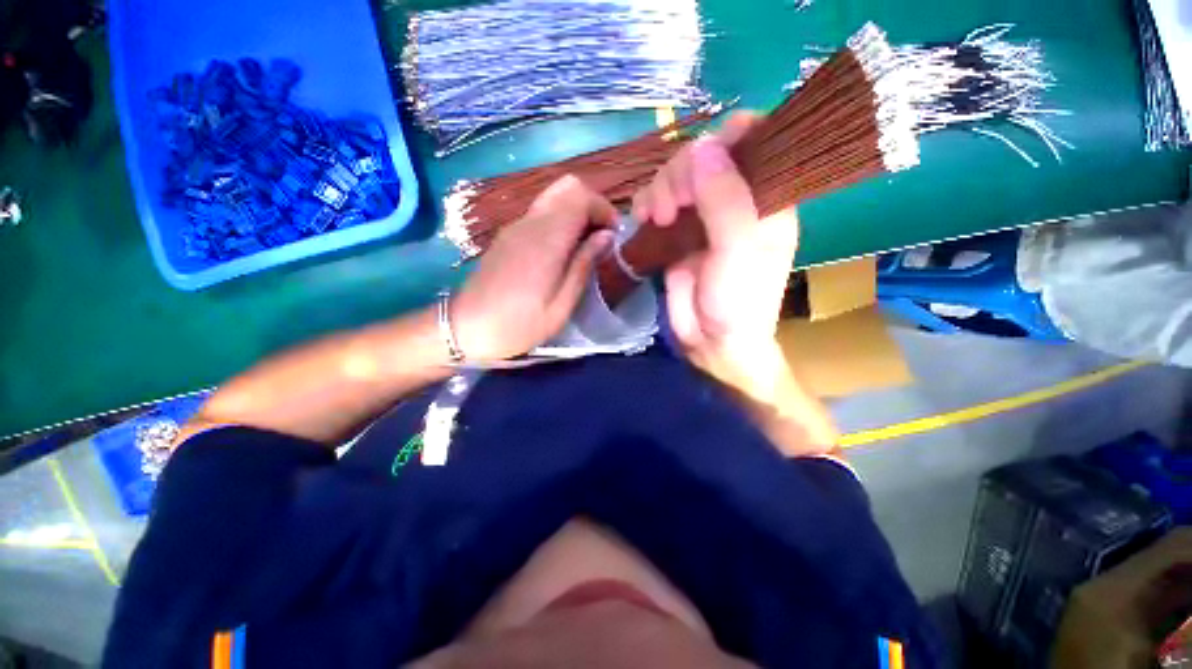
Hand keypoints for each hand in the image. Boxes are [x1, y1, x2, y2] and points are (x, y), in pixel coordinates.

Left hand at [453, 175, 616, 361]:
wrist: (465, 329)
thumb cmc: (518, 325)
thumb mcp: (560, 306)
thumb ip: (583, 266)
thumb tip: (605, 236)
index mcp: (546, 240)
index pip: (580, 196)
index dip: (603, 209)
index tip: (614, 235)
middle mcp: (530, 223)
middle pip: (567, 187)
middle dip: (592, 205)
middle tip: (601, 236)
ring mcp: (515, 227)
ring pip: (554, 198)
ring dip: (576, 213)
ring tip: (585, 246)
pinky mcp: (507, 236)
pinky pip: (540, 214)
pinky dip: (560, 221)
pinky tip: (562, 252)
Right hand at [632, 112, 799, 363]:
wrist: (712, 341)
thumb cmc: (738, 301)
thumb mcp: (738, 251)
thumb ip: (726, 200)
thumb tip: (703, 146)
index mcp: (765, 197)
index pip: (753, 140)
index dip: (727, 137)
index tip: (701, 160)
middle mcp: (734, 199)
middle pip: (704, 154)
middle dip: (681, 173)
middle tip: (672, 208)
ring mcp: (701, 215)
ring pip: (676, 175)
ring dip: (660, 189)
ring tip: (657, 219)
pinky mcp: (676, 232)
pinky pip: (657, 200)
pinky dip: (646, 202)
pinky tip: (644, 220)